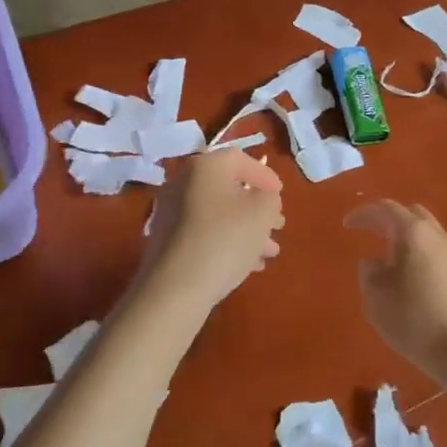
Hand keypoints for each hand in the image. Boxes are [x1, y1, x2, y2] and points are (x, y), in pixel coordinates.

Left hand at [142, 149, 284, 307]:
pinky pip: (204, 232)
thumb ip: (269, 197)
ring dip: (247, 229)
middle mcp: (183, 182)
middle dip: (257, 208)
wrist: (176, 288)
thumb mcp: (262, 213)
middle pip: (229, 189)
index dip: (264, 175)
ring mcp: (171, 212)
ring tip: (269, 252)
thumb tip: (262, 196)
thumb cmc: (226, 239)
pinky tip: (248, 265)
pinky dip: (227, 241)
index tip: (280, 195)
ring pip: (219, 214)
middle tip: (277, 226)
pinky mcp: (167, 239)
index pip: (240, 159)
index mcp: (205, 166)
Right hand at [344, 201, 446, 375]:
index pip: (385, 209)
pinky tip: (411, 277)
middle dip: (389, 220)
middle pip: (411, 214)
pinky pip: (437, 253)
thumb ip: (369, 271)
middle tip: (371, 233)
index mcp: (413, 232)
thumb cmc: (413, 318)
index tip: (347, 225)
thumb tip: (376, 262)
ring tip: (390, 258)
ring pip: (427, 233)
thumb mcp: (375, 296)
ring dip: (407, 238)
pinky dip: (420, 254)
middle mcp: (437, 236)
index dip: (363, 214)